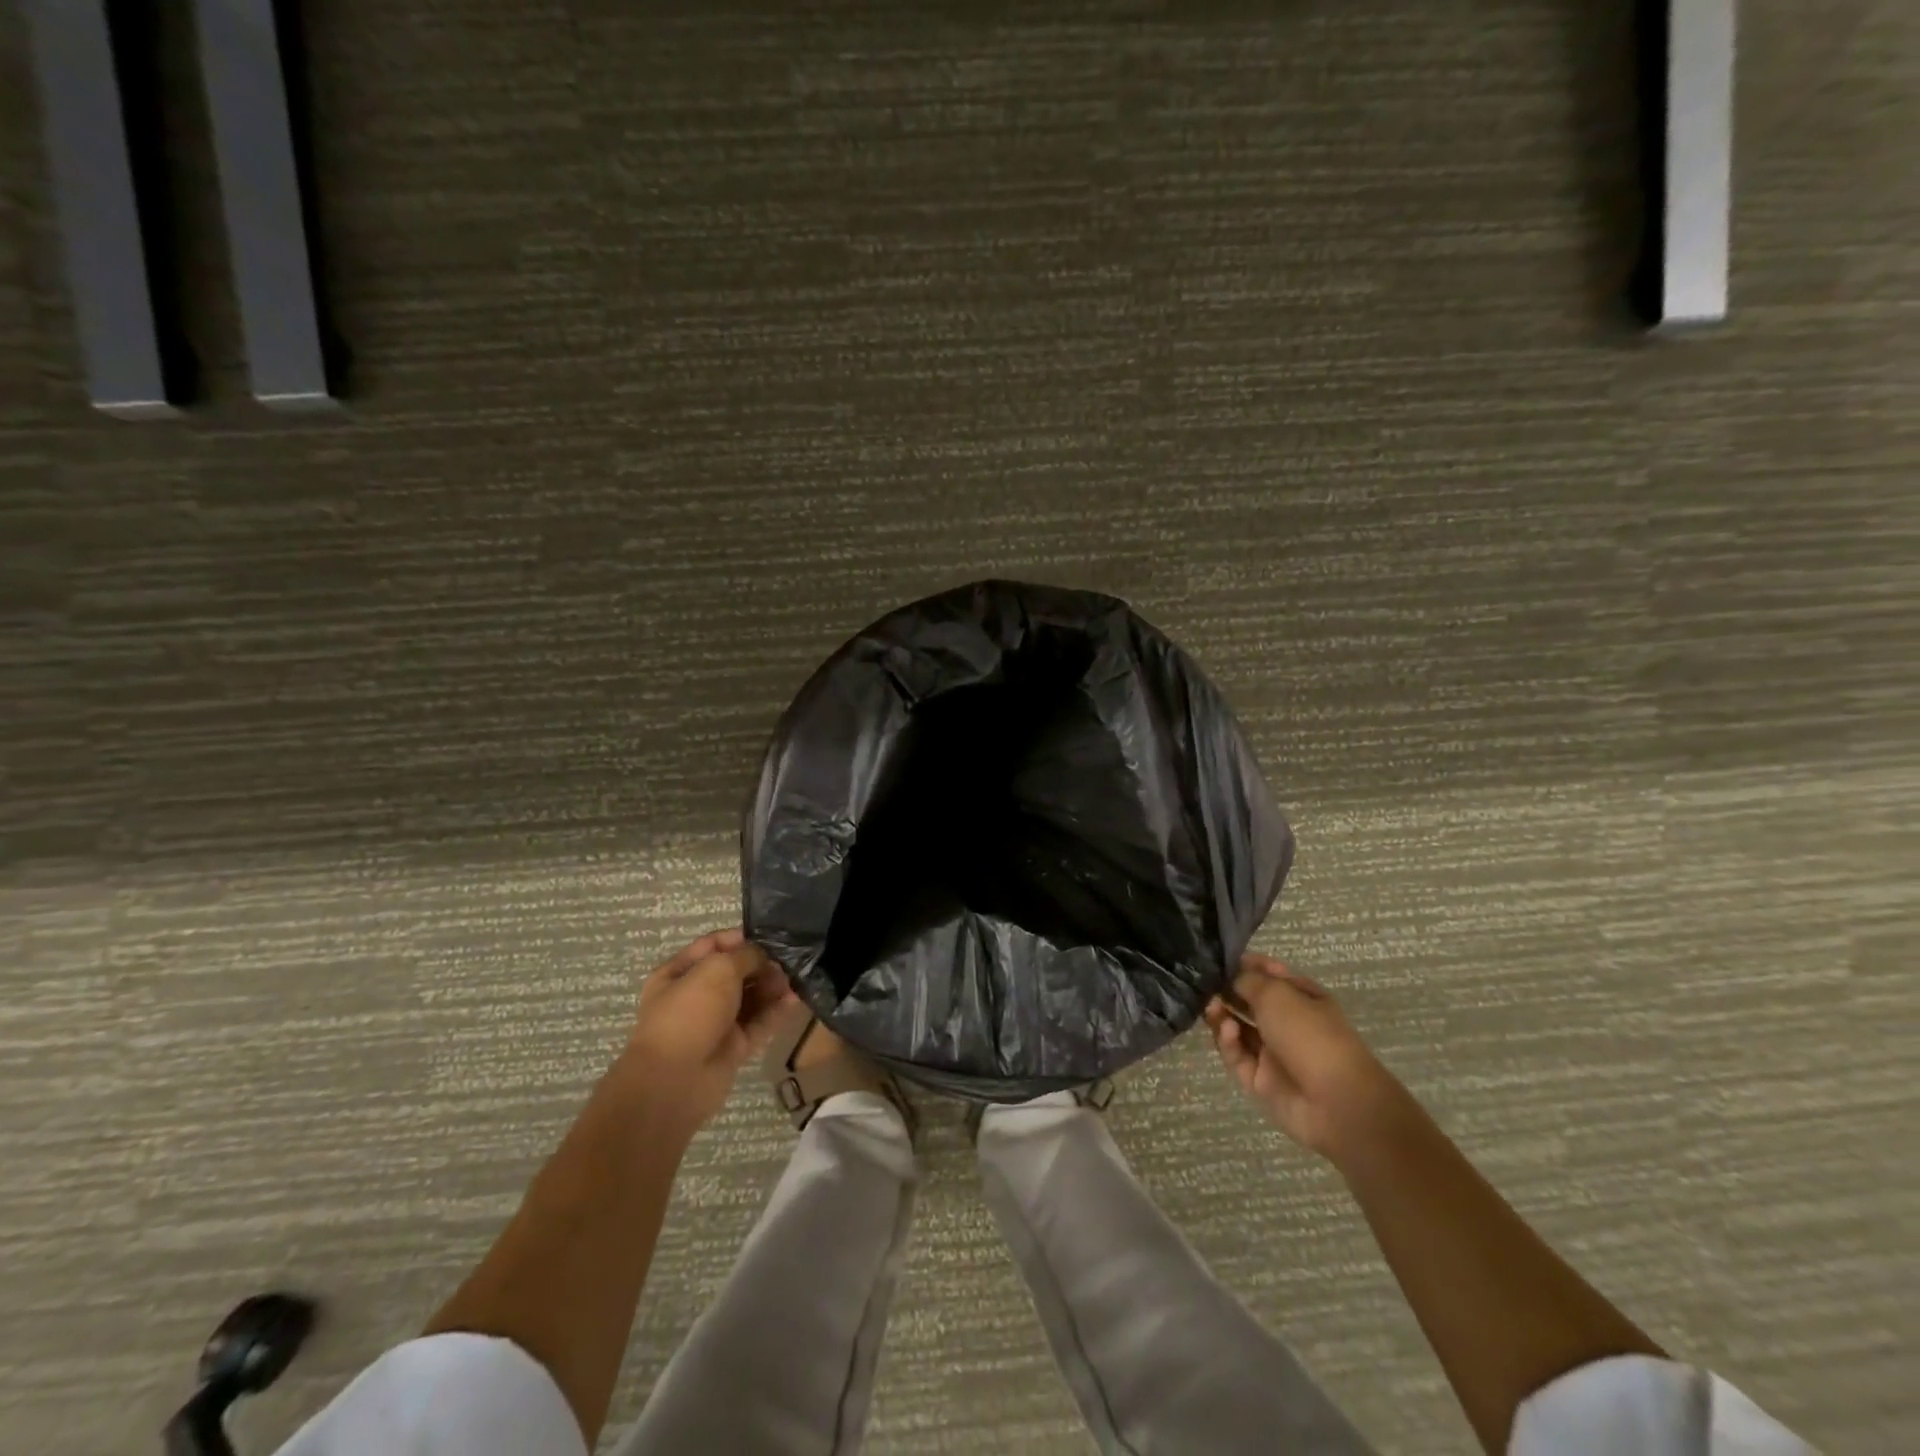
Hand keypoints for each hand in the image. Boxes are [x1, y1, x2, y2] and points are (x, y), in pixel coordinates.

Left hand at [623, 929, 796, 1133]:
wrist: (675, 1080)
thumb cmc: (690, 1012)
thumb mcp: (718, 969)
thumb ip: (746, 955)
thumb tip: (765, 957)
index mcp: (679, 973)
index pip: (713, 946)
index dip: (740, 939)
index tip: (768, 937)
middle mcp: (697, 995)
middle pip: (735, 972)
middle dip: (761, 964)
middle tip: (787, 961)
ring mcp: (716, 1022)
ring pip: (750, 997)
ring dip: (772, 987)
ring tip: (795, 979)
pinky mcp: (734, 1046)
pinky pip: (759, 1022)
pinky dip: (776, 1011)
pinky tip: (795, 999)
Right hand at [1204, 954, 1403, 1161]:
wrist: (1336, 1103)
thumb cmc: (1310, 1034)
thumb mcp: (1277, 994)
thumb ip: (1246, 980)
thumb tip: (1227, 976)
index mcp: (1303, 998)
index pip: (1270, 974)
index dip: (1246, 965)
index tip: (1219, 959)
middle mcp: (1288, 1022)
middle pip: (1250, 1002)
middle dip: (1227, 991)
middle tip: (1204, 984)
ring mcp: (1273, 1052)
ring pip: (1239, 1028)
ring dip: (1222, 1015)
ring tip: (1210, 1006)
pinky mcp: (1260, 1079)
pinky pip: (1237, 1056)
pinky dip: (1228, 1042)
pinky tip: (1228, 1032)